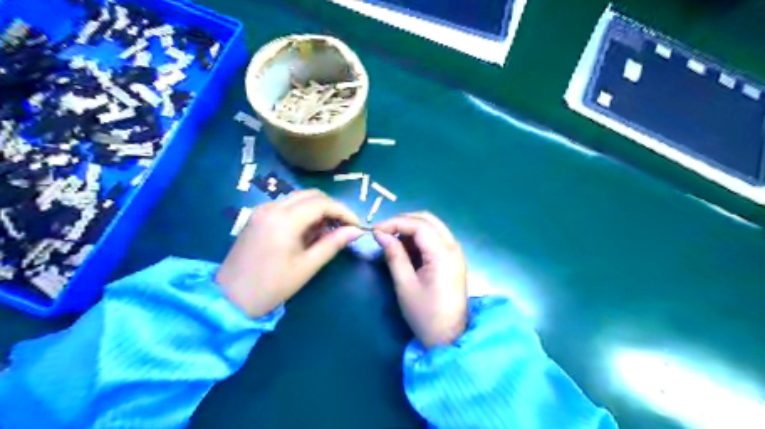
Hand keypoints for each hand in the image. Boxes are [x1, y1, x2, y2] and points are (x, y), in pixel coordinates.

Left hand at [217, 191, 362, 318]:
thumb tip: (356, 231)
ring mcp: (262, 210)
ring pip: (299, 198)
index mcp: (284, 220)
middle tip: (344, 227)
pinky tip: (308, 231)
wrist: (229, 298)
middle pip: (311, 195)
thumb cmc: (271, 286)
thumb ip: (333, 244)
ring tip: (328, 231)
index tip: (356, 225)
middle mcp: (272, 207)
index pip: (322, 203)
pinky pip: (286, 206)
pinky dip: (302, 213)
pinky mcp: (257, 216)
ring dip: (317, 209)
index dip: (343, 211)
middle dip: (331, 208)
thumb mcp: (307, 266)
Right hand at [374, 212, 470, 349]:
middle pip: (428, 220)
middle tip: (384, 232)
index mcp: (443, 254)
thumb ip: (394, 255)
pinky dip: (420, 238)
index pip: (418, 225)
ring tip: (393, 241)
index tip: (375, 231)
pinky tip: (407, 249)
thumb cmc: (425, 314)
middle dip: (404, 221)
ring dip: (412, 228)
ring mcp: (456, 252)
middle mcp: (453, 247)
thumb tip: (380, 234)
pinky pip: (436, 238)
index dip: (395, 223)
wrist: (450, 338)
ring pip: (433, 226)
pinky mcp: (454, 259)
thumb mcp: (405, 285)